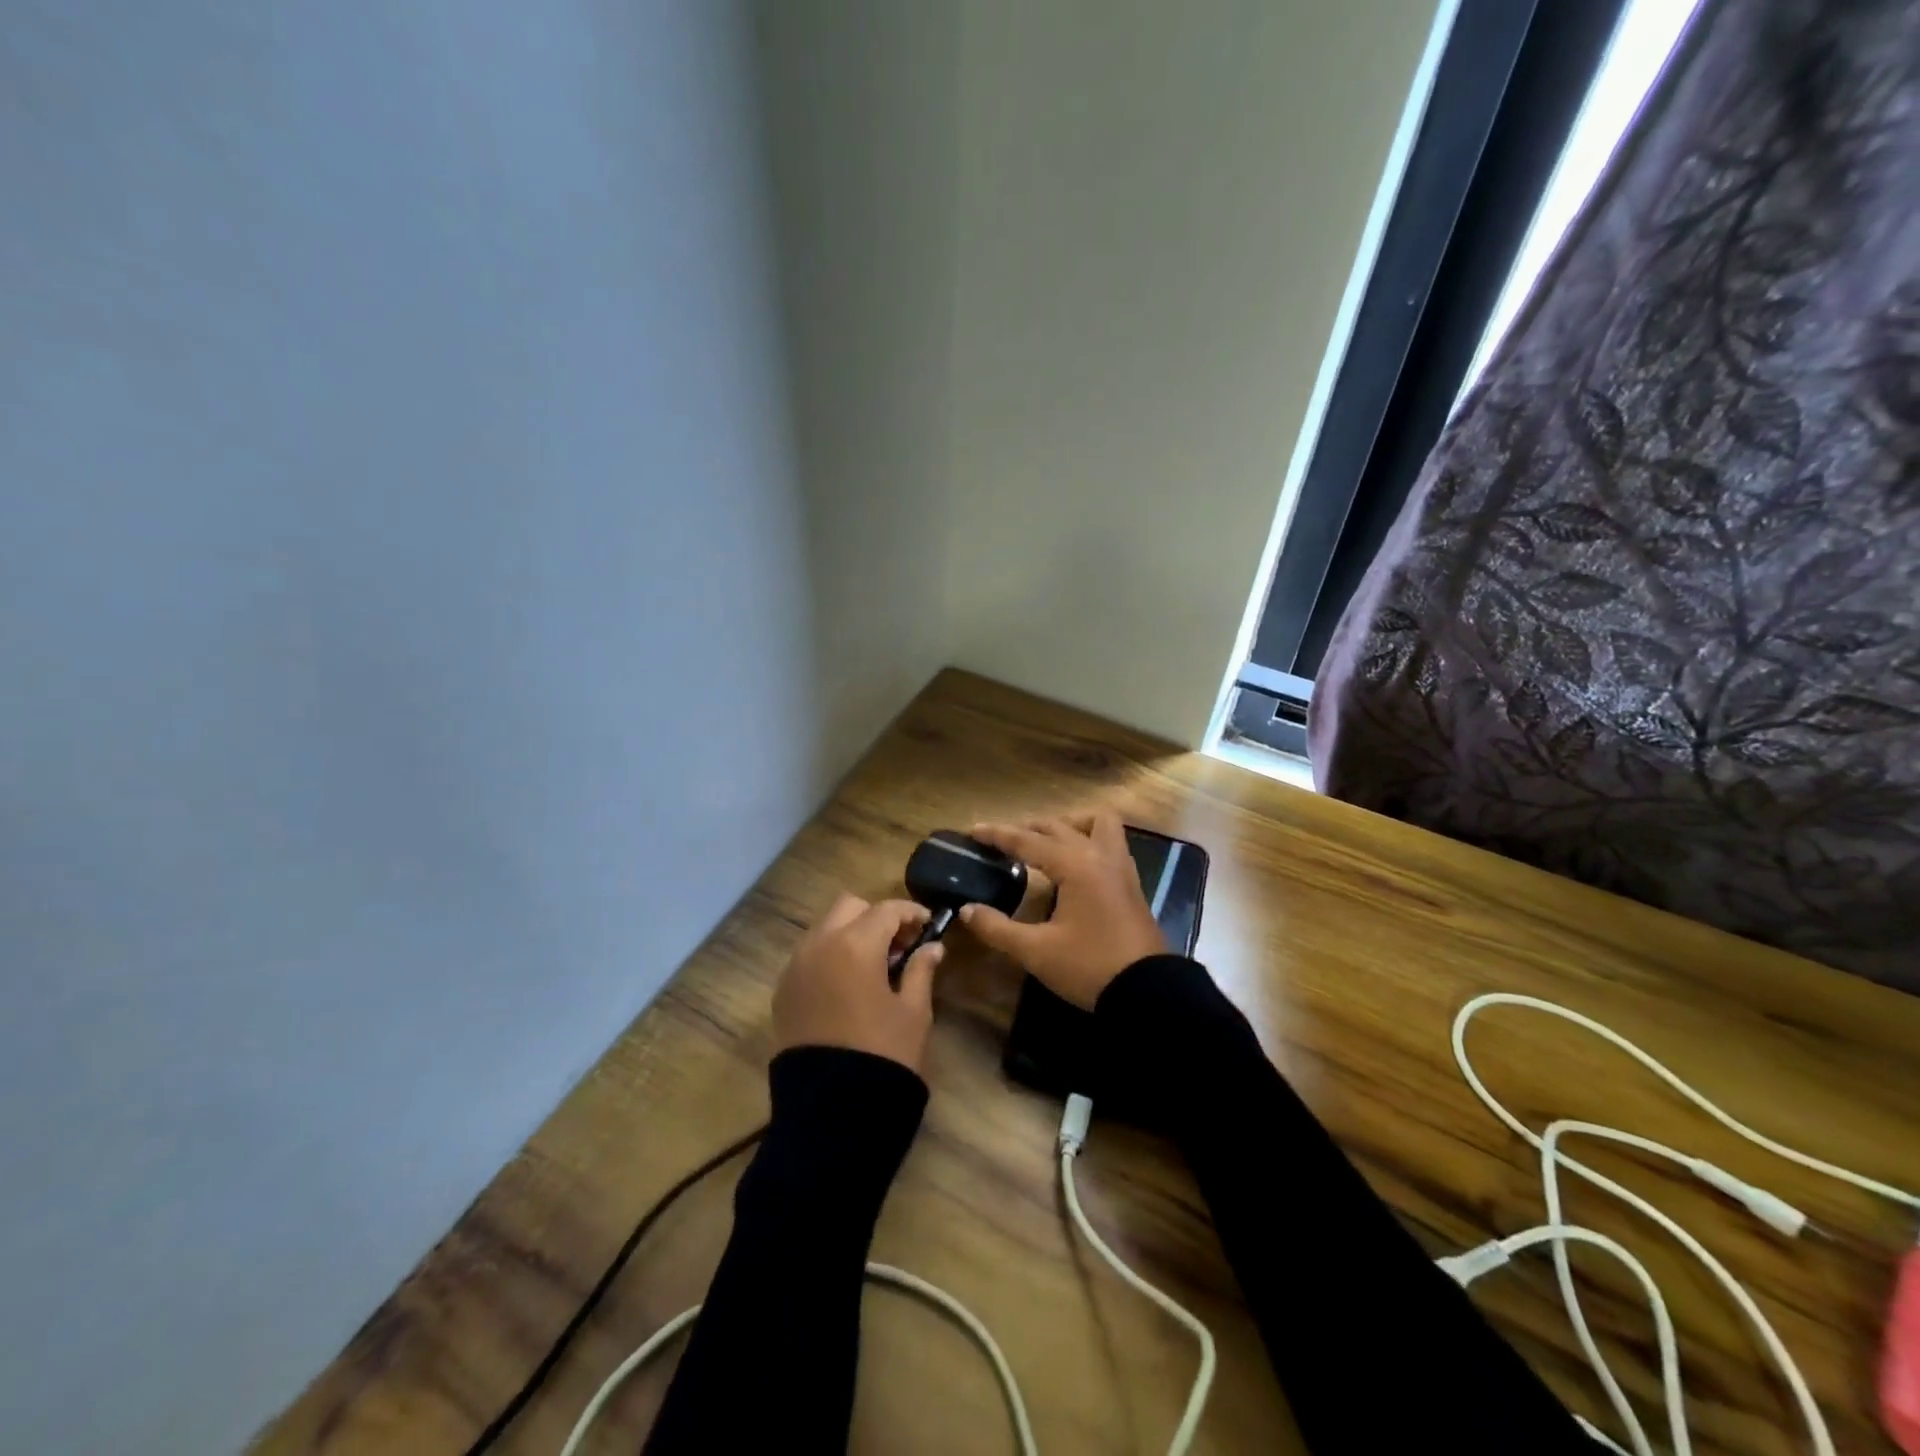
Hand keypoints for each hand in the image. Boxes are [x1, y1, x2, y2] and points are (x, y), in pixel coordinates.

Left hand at [772, 894, 944, 1072]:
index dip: (911, 913)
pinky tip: (848, 985)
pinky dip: (829, 956)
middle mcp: (819, 945)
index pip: (886, 910)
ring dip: (850, 934)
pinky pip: (808, 956)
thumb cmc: (884, 1054)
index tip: (928, 925)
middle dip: (875, 917)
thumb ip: (921, 970)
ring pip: (824, 928)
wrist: (833, 1109)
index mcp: (855, 945)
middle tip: (899, 944)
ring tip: (874, 966)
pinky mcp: (783, 992)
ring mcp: (795, 967)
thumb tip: (932, 947)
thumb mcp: (913, 1012)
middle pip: (849, 907)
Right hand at [959, 811, 1164, 1009]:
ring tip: (1046, 843)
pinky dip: (1088, 840)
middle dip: (1028, 828)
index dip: (997, 835)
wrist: (1149, 993)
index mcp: (1075, 865)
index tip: (973, 830)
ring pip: (1096, 823)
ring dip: (1068, 825)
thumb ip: (997, 928)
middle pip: (1059, 826)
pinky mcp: (1131, 883)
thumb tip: (967, 910)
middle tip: (1002, 842)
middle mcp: (1099, 855)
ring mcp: (1121, 867)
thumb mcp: (1036, 951)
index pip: (1028, 840)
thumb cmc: (1090, 967)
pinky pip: (1110, 842)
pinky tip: (1074, 865)